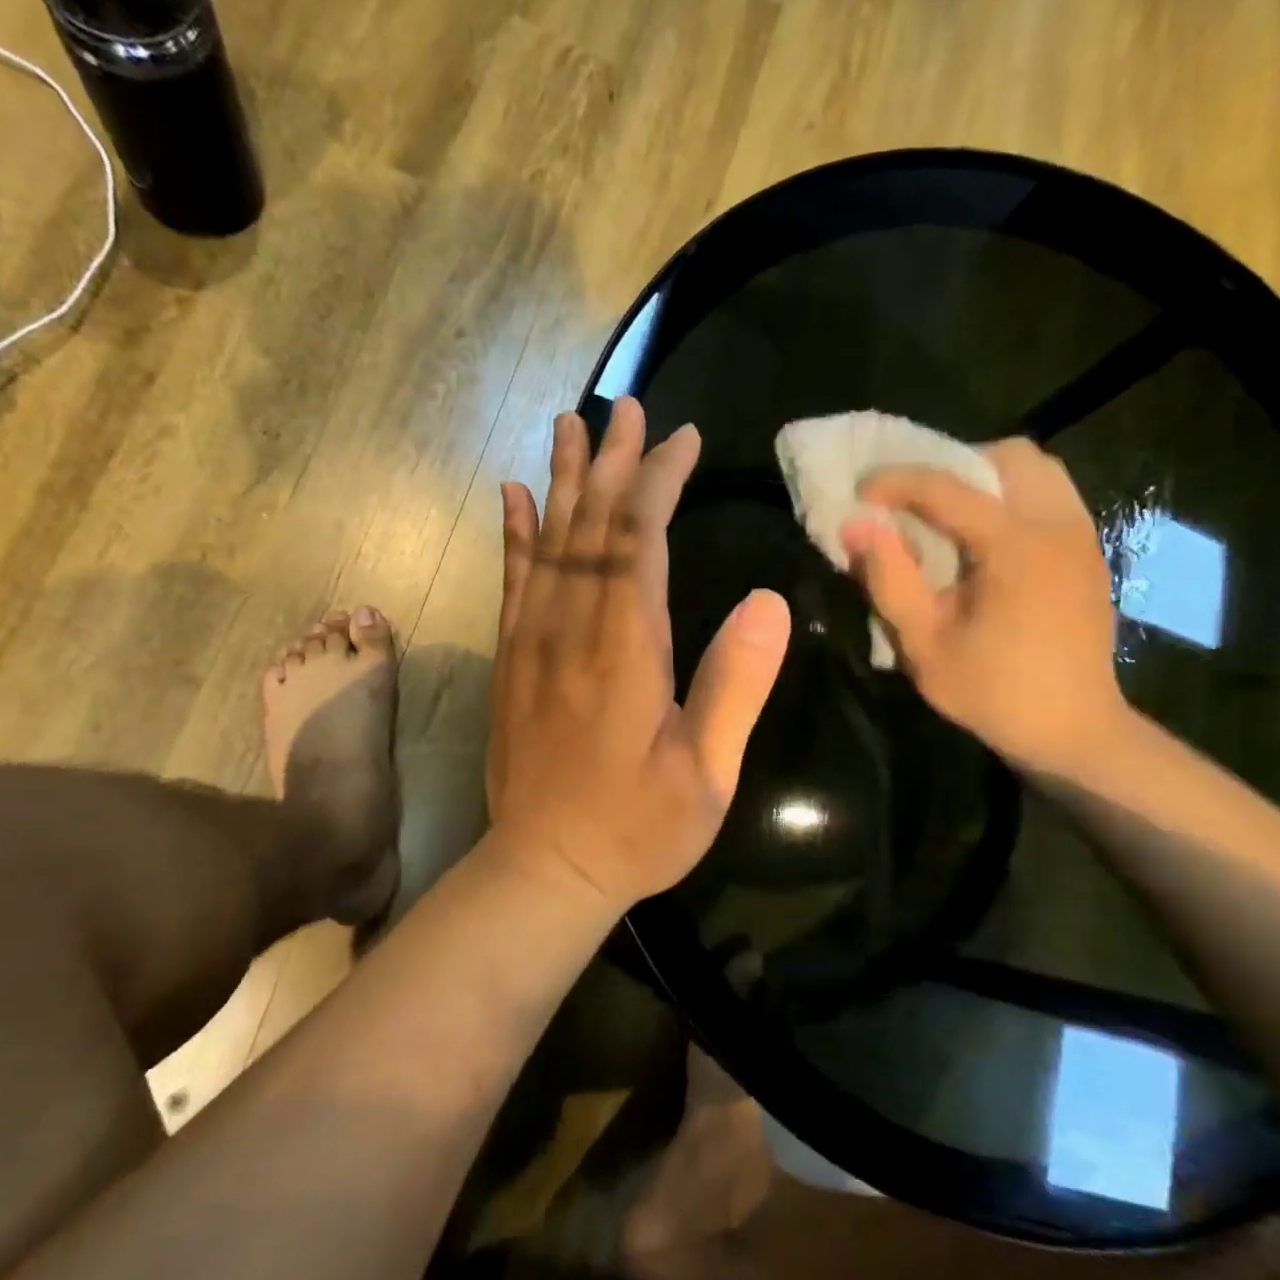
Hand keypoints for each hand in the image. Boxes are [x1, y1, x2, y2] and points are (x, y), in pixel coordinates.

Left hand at [487, 398, 791, 912]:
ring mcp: (531, 644)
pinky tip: (515, 496)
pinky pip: (511, 582)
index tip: (682, 438)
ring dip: (563, 481)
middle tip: (626, 408)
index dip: (659, 481)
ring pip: (547, 543)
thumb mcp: (707, 773)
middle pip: (590, 527)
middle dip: (613, 463)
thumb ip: (735, 685)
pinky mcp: (511, 662)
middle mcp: (571, 631)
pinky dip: (515, 534)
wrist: (545, 871)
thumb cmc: (636, 829)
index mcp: (625, 651)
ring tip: (570, 425)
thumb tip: (768, 600)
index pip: (639, 541)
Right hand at [841, 437, 1127, 775]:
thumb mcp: (924, 644)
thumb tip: (856, 525)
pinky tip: (987, 544)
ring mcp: (1082, 536)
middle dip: (954, 465)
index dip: (896, 481)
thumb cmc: (993, 693)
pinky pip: (1052, 497)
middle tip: (918, 504)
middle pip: (1008, 456)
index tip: (859, 492)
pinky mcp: (1090, 553)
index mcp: (1015, 546)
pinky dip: (1014, 500)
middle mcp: (1057, 525)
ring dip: (988, 479)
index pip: (948, 487)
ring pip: (1038, 471)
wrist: (1074, 731)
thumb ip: (888, 578)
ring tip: (952, 518)